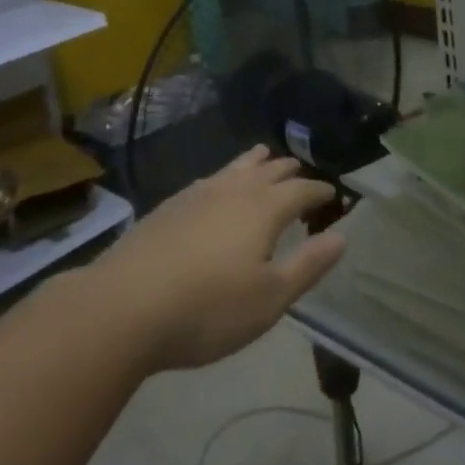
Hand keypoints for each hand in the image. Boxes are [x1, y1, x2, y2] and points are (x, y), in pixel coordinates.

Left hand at [91, 147, 345, 371]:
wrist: (123, 307)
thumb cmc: (207, 309)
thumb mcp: (269, 299)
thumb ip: (308, 266)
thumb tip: (341, 237)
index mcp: (264, 209)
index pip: (301, 190)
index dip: (319, 192)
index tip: (331, 194)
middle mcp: (234, 191)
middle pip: (268, 171)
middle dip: (289, 171)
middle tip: (300, 172)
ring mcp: (197, 194)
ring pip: (235, 168)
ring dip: (255, 162)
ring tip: (264, 156)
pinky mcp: (168, 207)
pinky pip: (209, 179)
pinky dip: (224, 176)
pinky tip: (216, 186)